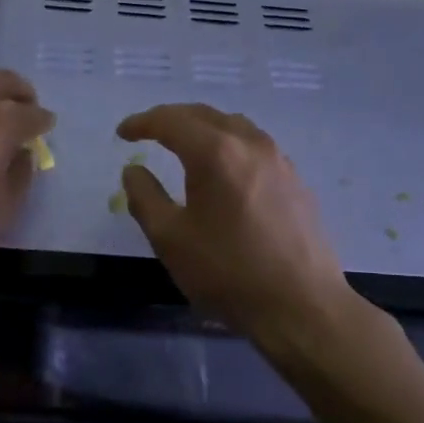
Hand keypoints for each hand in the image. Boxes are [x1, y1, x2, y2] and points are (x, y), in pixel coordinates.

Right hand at [118, 104, 353, 342]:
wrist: (301, 306)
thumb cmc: (227, 272)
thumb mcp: (170, 239)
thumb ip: (145, 197)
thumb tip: (134, 170)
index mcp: (215, 152)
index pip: (171, 121)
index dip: (142, 123)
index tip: (122, 133)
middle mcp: (250, 144)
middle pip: (204, 115)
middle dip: (171, 119)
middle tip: (147, 133)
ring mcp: (279, 160)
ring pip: (234, 126)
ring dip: (203, 128)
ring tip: (184, 145)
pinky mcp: (296, 181)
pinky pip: (255, 146)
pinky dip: (229, 145)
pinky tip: (224, 170)